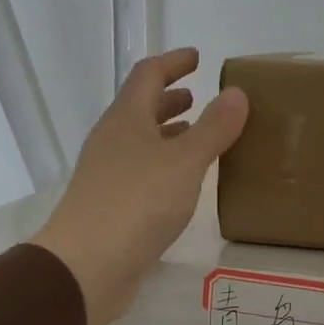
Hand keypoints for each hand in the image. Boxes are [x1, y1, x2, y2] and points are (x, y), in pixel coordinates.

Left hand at [34, 50, 247, 324]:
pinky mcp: (111, 207)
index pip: (148, 75)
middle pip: (140, 109)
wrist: (87, 266)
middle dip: (169, 100)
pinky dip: (164, 166)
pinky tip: (182, 184)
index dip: (173, 63)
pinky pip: (142, 173)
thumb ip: (214, 129)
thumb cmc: (137, 204)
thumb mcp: (185, 162)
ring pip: (141, 143)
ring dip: (167, 134)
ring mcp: (107, 175)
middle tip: (198, 98)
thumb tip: (237, 94)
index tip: (197, 58)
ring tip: (196, 137)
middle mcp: (112, 141)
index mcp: (126, 119)